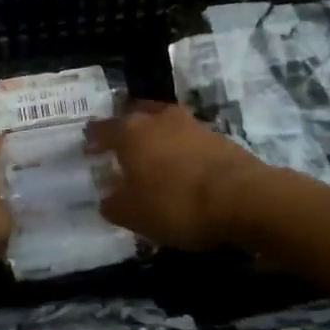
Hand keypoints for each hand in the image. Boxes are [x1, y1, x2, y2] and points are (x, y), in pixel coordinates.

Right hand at [86, 103, 262, 250]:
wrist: (242, 197)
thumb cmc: (176, 204)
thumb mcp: (134, 215)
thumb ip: (114, 204)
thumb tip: (107, 198)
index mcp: (131, 132)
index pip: (103, 128)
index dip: (93, 138)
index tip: (87, 145)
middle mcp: (158, 119)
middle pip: (135, 115)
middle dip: (125, 127)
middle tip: (120, 143)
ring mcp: (190, 124)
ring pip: (164, 122)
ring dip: (156, 135)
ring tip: (152, 153)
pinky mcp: (217, 136)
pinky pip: (188, 138)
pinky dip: (180, 148)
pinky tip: (182, 166)